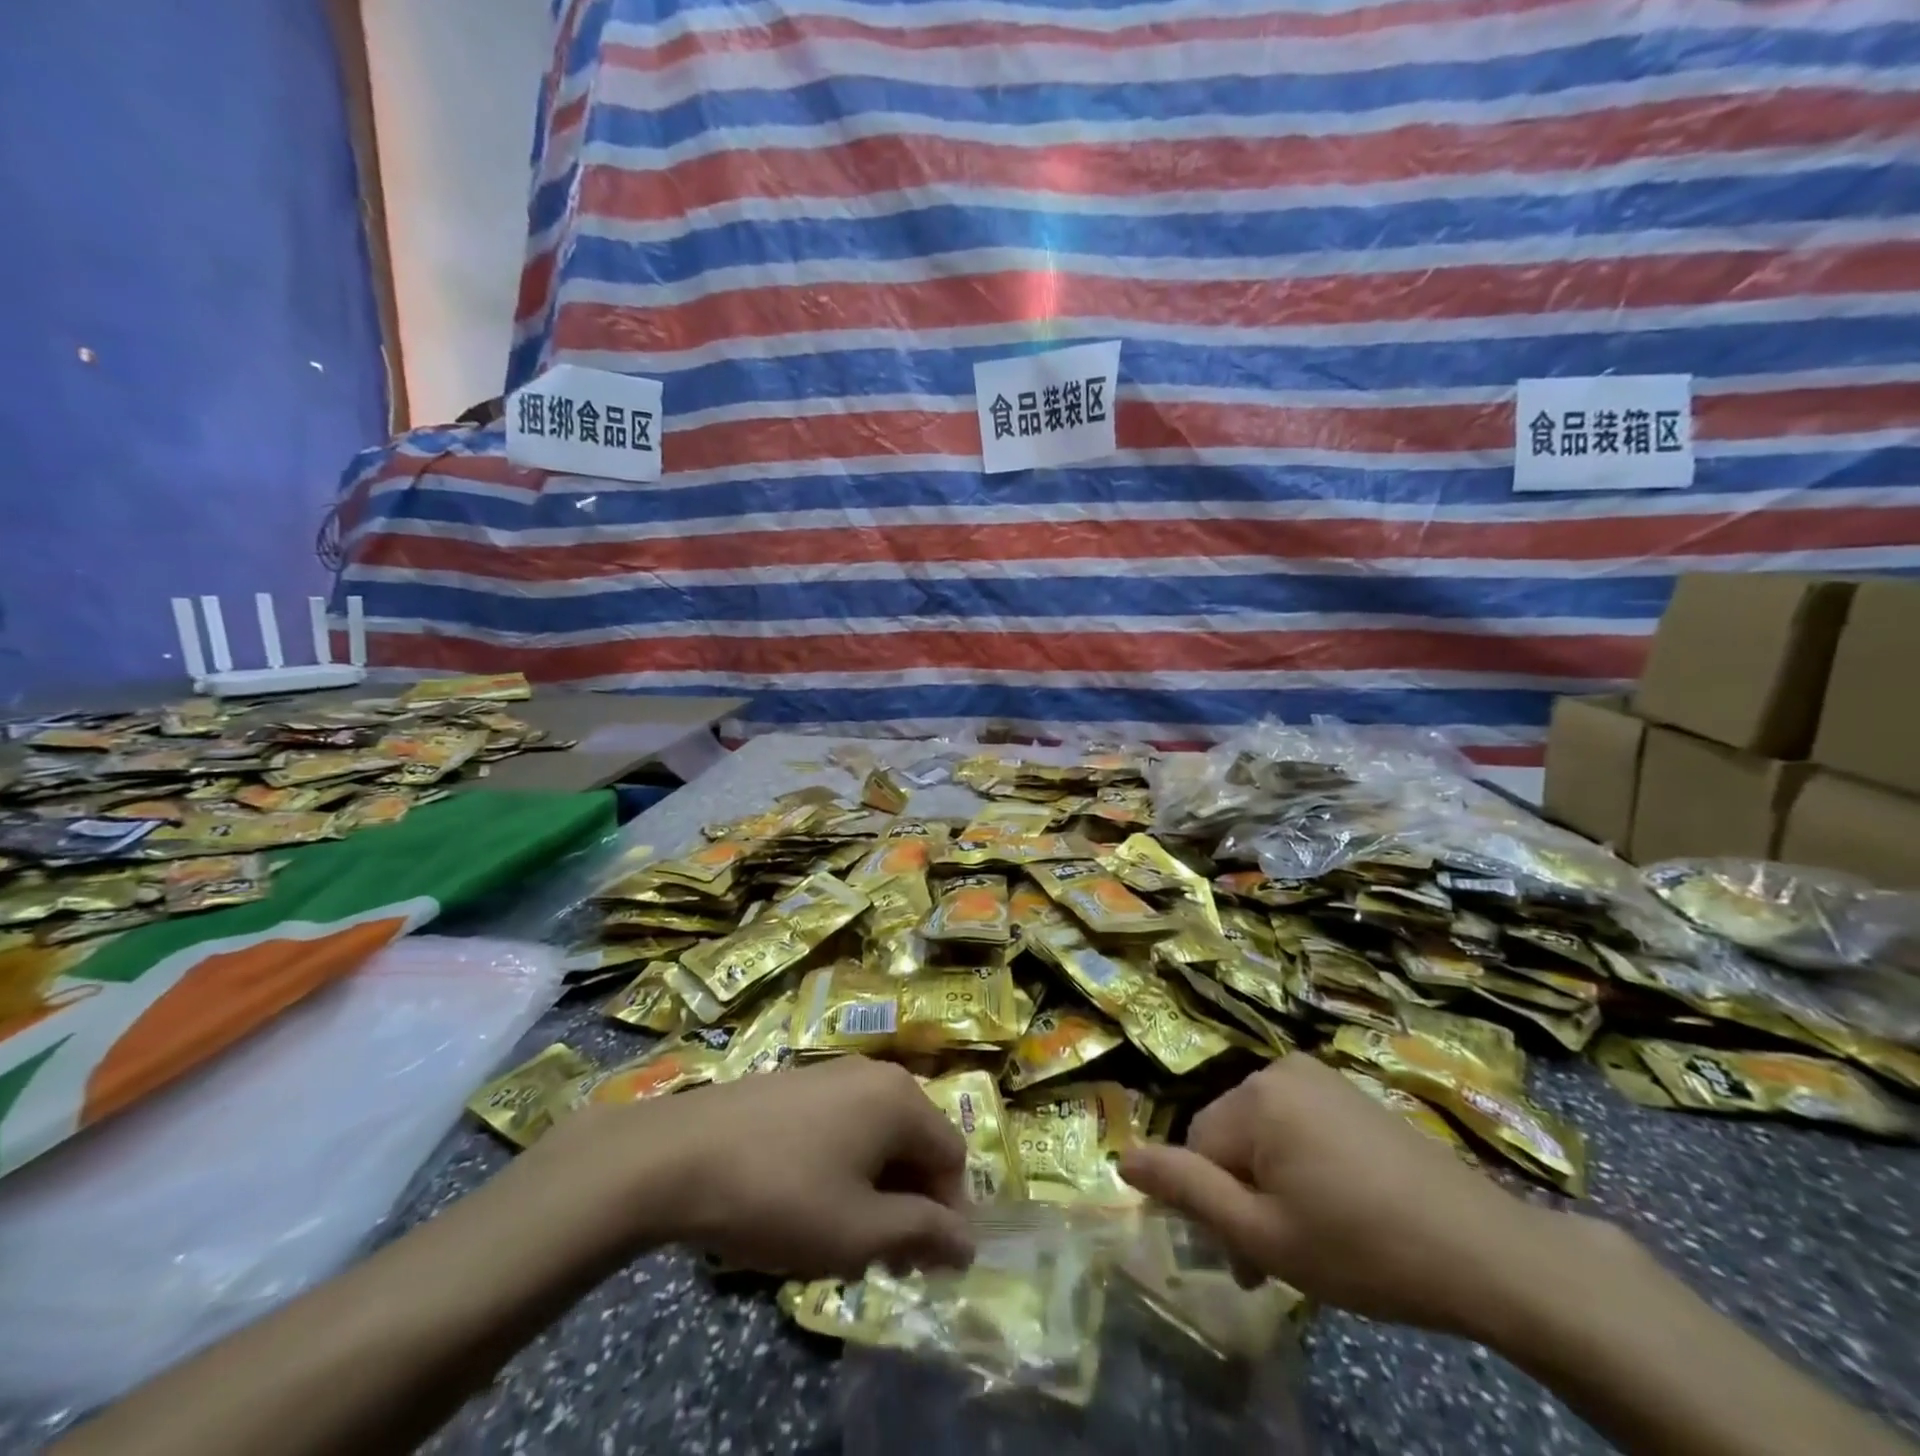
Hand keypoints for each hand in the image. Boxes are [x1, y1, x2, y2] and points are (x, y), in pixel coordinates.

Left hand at [540, 1056, 974, 1279]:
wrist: (679, 1154)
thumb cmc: (781, 1195)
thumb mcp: (858, 1232)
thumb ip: (922, 1234)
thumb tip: (967, 1241)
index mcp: (901, 1099)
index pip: (952, 1159)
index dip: (946, 1215)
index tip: (919, 1264)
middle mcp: (876, 1073)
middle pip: (916, 1142)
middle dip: (909, 1203)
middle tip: (880, 1257)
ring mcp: (835, 1071)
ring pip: (879, 1136)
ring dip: (876, 1187)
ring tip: (841, 1234)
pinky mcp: (800, 1081)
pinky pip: (845, 1123)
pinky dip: (845, 1164)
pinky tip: (808, 1199)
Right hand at [1118, 1054, 1577, 1337]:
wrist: (1486, 1250)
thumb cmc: (1365, 1248)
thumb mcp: (1265, 1235)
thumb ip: (1188, 1192)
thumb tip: (1124, 1158)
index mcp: (1254, 1097)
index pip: (1197, 1149)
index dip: (1217, 1206)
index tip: (1252, 1257)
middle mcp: (1278, 1069)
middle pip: (1228, 1136)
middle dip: (1244, 1192)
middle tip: (1286, 1251)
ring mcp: (1318, 1074)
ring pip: (1261, 1132)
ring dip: (1271, 1180)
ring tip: (1315, 1231)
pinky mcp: (1347, 1089)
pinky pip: (1295, 1122)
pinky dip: (1301, 1161)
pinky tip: (1340, 1202)